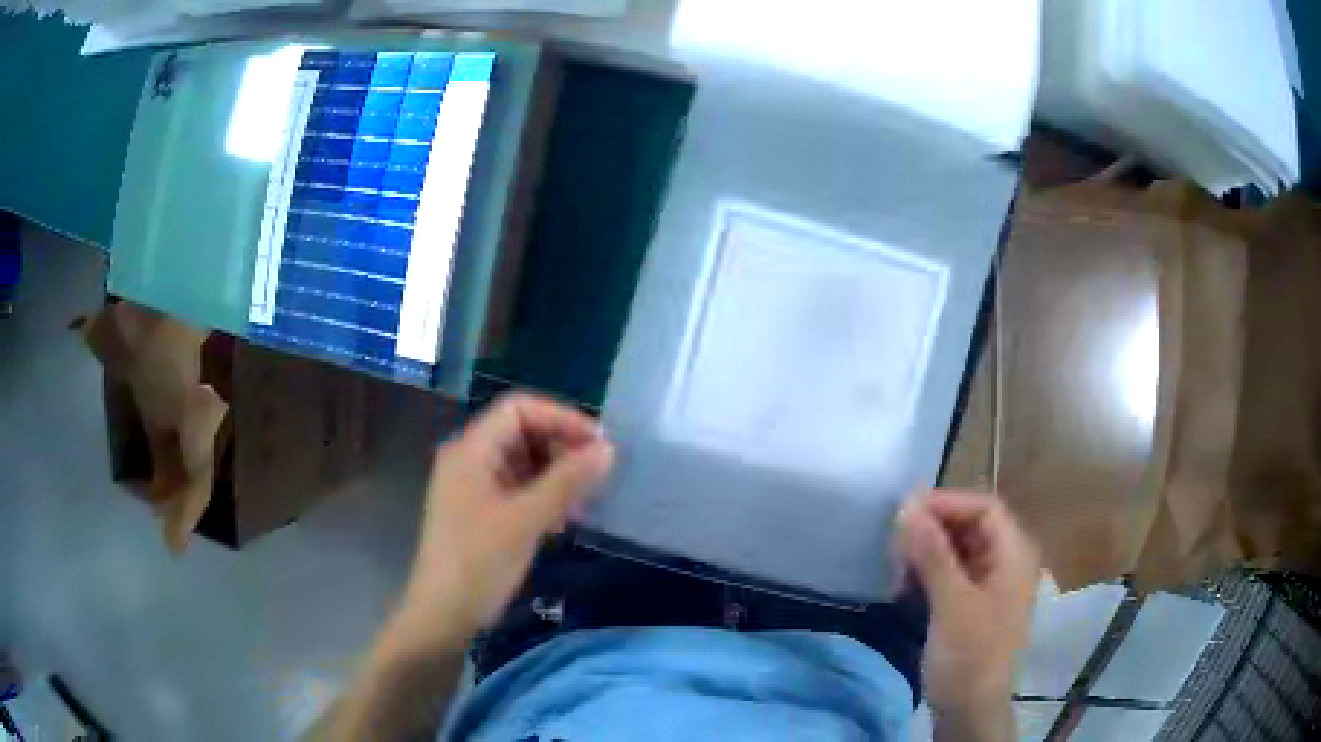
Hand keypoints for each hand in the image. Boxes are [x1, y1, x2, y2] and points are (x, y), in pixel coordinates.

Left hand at [391, 393, 614, 652]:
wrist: (443, 615)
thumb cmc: (479, 563)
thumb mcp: (527, 520)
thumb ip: (567, 481)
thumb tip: (607, 449)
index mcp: (470, 449)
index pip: (518, 408)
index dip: (560, 418)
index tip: (597, 443)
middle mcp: (468, 459)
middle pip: (520, 432)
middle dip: (560, 446)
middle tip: (596, 473)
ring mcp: (471, 486)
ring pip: (520, 461)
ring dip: (554, 472)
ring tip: (584, 498)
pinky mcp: (477, 511)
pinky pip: (515, 487)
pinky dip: (541, 494)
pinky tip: (561, 518)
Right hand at [898, 490, 1039, 723]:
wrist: (970, 710)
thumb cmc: (969, 655)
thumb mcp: (951, 603)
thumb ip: (933, 553)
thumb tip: (907, 505)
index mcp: (1015, 554)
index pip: (984, 507)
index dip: (947, 503)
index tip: (905, 511)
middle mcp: (1007, 561)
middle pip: (971, 526)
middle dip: (933, 528)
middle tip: (894, 541)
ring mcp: (991, 583)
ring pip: (958, 549)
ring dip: (927, 552)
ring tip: (897, 566)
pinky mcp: (973, 604)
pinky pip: (951, 573)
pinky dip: (928, 573)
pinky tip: (905, 586)